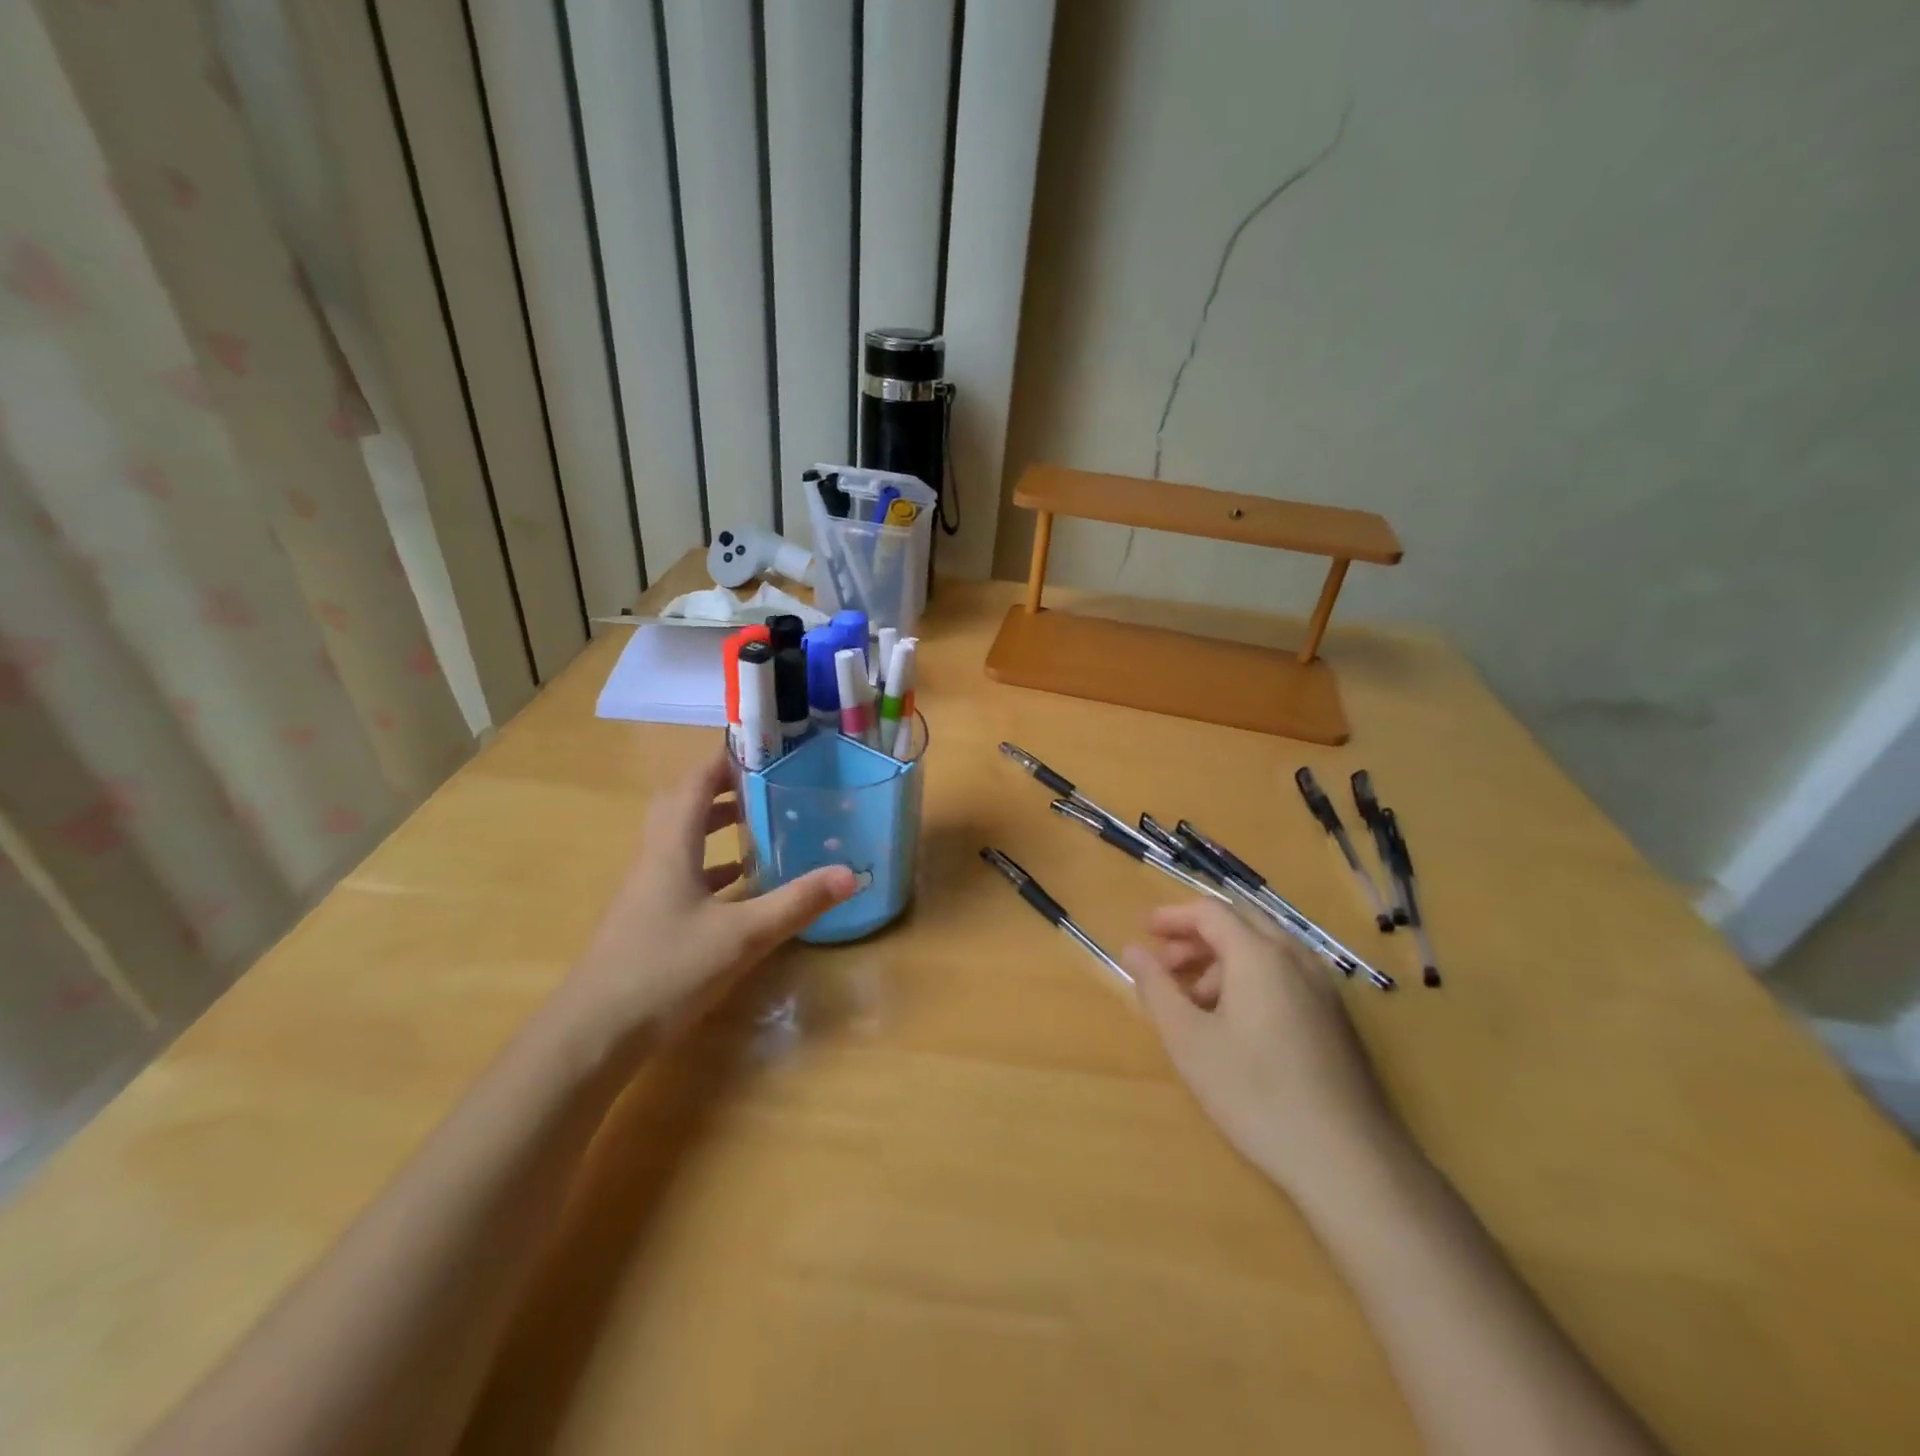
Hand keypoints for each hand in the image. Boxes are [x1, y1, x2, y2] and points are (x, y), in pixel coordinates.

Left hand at [561, 751, 855, 1041]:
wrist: (593, 1034)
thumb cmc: (666, 971)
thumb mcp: (742, 936)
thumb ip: (797, 902)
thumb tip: (851, 873)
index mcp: (672, 847)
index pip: (694, 783)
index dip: (725, 760)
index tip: (764, 749)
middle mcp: (654, 858)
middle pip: (682, 805)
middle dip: (722, 788)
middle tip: (765, 784)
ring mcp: (645, 890)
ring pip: (681, 840)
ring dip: (714, 825)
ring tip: (758, 824)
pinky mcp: (646, 918)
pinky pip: (681, 873)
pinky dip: (711, 866)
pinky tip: (739, 886)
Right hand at [1121, 901, 1400, 1197]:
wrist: (1349, 1162)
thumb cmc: (1256, 1093)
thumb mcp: (1189, 1041)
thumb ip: (1157, 988)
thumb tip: (1133, 951)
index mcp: (1260, 955)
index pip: (1211, 912)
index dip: (1173, 917)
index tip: (1144, 931)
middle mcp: (1296, 958)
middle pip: (1240, 924)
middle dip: (1197, 936)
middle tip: (1165, 964)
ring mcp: (1323, 988)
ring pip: (1265, 950)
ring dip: (1222, 961)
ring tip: (1194, 1001)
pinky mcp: (1336, 1018)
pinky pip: (1285, 975)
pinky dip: (1250, 978)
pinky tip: (1235, 1023)